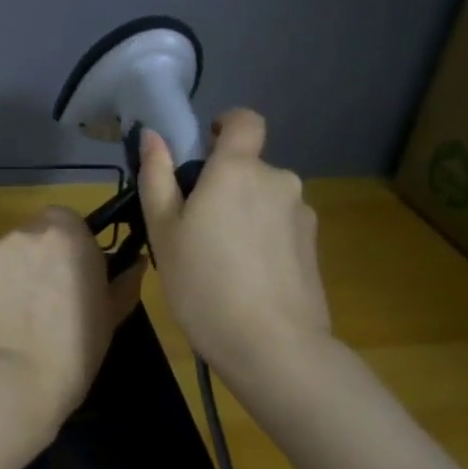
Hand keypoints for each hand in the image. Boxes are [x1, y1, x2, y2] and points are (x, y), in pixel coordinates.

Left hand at [0, 207, 146, 434]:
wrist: (16, 380)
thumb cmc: (75, 351)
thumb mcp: (111, 316)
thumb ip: (124, 280)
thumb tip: (137, 261)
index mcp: (73, 235)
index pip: (68, 222)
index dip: (68, 247)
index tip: (68, 277)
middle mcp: (34, 229)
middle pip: (35, 232)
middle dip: (37, 256)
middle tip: (39, 296)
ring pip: (7, 248)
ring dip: (10, 268)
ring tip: (12, 309)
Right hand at [137, 109, 331, 386]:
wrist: (273, 347)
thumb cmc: (204, 283)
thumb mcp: (164, 232)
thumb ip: (157, 177)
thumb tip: (153, 136)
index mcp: (238, 170)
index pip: (245, 120)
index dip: (227, 125)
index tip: (206, 149)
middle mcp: (277, 180)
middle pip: (249, 168)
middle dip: (225, 186)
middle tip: (195, 228)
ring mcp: (301, 214)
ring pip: (264, 200)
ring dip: (245, 214)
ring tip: (221, 261)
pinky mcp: (314, 247)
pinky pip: (280, 227)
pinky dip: (263, 239)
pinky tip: (248, 278)